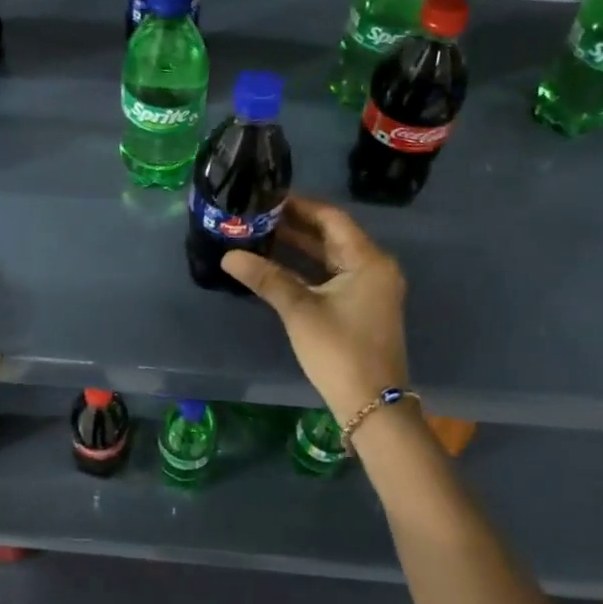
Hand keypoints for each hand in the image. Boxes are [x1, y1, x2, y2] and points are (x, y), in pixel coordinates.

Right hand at [221, 197, 408, 419]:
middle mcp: (374, 268)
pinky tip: (276, 265)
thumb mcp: (300, 310)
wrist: (371, 406)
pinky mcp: (360, 306)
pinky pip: (331, 275)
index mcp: (368, 260)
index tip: (268, 197)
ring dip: (298, 247)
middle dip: (295, 225)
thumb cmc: (339, 351)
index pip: (331, 218)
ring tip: (260, 234)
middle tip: (257, 214)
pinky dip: (306, 268)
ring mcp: (369, 288)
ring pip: (329, 256)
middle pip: (331, 235)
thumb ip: (266, 277)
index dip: (300, 205)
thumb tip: (228, 255)